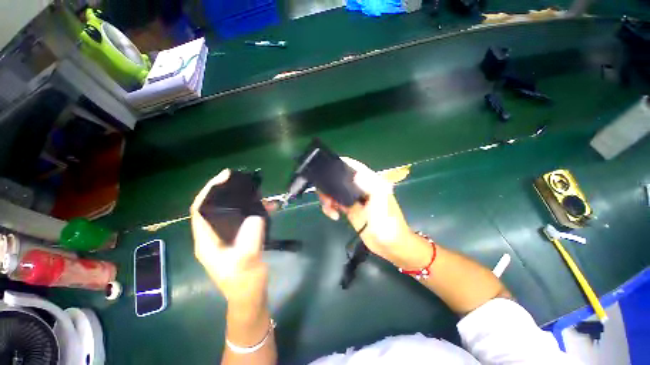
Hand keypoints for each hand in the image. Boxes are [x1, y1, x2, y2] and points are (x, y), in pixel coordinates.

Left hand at [190, 169, 267, 312]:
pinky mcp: (237, 239)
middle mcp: (212, 237)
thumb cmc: (245, 282)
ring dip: (244, 202)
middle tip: (245, 183)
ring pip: (230, 213)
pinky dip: (252, 211)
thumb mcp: (247, 261)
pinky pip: (242, 219)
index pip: (200, 210)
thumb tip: (255, 215)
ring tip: (260, 195)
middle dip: (228, 193)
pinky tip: (266, 208)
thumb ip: (250, 238)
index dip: (209, 191)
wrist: (251, 297)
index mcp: (207, 241)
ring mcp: (225, 238)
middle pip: (215, 208)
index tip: (224, 177)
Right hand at [318, 158, 422, 266]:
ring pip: (335, 190)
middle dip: (329, 186)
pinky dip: (330, 206)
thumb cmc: (388, 224)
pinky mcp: (349, 208)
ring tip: (329, 209)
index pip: (352, 166)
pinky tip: (333, 215)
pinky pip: (335, 202)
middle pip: (339, 178)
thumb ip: (369, 187)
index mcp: (370, 181)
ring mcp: (354, 197)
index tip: (326, 173)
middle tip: (327, 199)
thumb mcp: (380, 204)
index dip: (339, 164)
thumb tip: (356, 174)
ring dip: (327, 198)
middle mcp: (360, 186)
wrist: (389, 245)